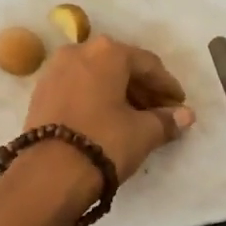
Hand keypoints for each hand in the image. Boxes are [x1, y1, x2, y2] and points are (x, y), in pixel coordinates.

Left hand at [24, 35, 194, 181]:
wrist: (49, 173)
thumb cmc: (104, 142)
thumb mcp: (142, 133)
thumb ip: (166, 120)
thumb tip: (186, 115)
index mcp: (107, 52)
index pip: (148, 65)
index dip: (167, 86)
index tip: (180, 105)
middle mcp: (78, 51)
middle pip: (120, 67)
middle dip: (143, 89)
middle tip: (160, 113)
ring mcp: (54, 70)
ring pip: (97, 77)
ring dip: (119, 94)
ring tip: (137, 119)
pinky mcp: (40, 92)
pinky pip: (77, 88)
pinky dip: (96, 99)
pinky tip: (108, 120)